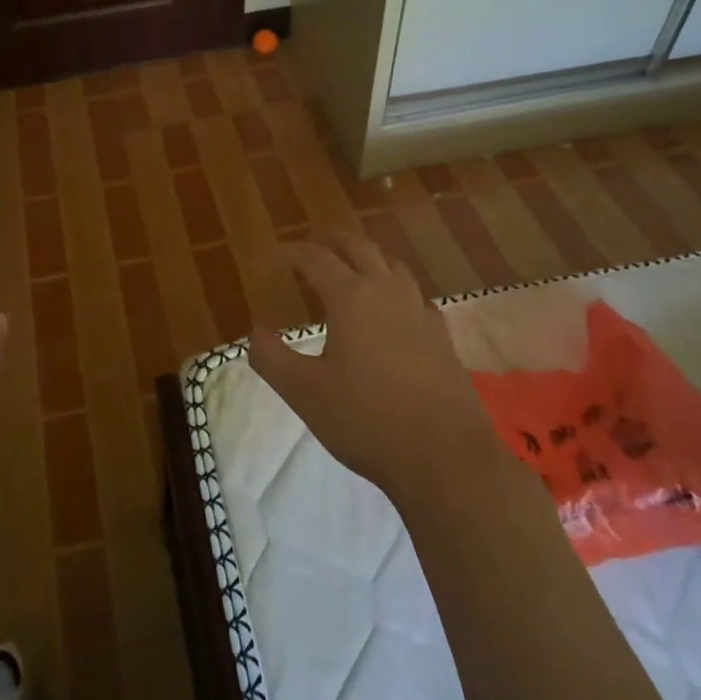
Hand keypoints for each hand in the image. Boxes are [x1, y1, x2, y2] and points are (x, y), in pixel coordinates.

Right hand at [248, 233, 499, 502]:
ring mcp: (420, 312)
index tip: (276, 256)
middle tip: (313, 246)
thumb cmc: (366, 420)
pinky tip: (393, 310)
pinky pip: (416, 295)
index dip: (293, 252)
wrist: (445, 458)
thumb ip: (271, 358)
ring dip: (367, 258)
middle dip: (332, 241)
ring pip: (392, 265)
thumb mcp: (304, 393)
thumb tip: (255, 333)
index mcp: (351, 298)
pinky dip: (396, 288)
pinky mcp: (442, 337)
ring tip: (351, 268)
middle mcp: (387, 293)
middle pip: (359, 248)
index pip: (316, 258)